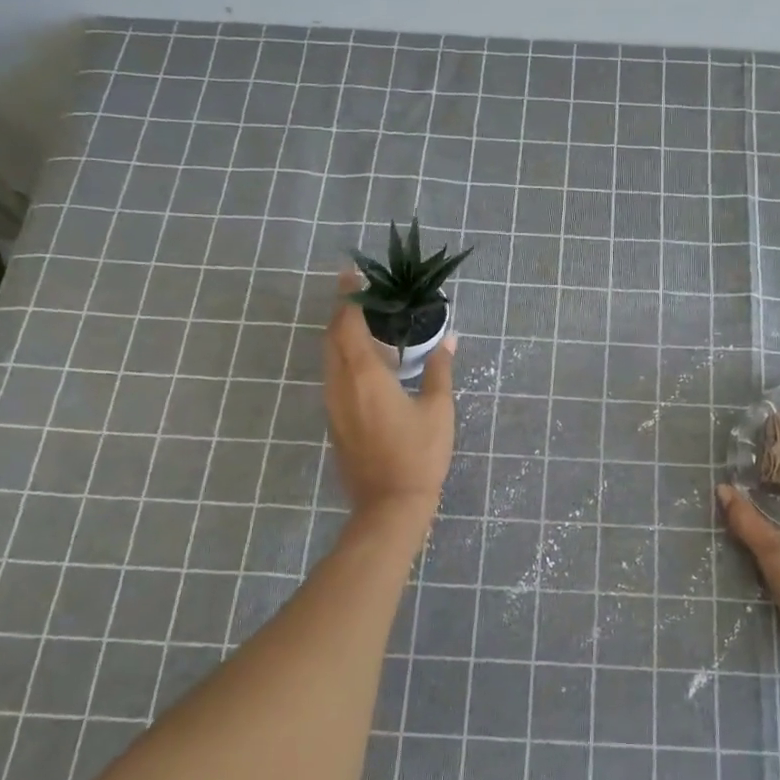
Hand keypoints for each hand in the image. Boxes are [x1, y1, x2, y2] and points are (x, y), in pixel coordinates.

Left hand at [323, 269, 456, 519]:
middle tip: (361, 294)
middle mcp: (341, 384)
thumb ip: (440, 369)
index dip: (348, 296)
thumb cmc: (419, 454)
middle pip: (332, 337)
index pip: (348, 324)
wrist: (390, 505)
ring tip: (366, 323)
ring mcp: (333, 404)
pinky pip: (334, 377)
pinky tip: (366, 362)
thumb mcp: (438, 409)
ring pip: (330, 358)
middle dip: (343, 311)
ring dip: (342, 335)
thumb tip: (449, 338)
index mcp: (365, 375)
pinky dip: (344, 358)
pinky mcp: (334, 421)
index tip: (352, 274)